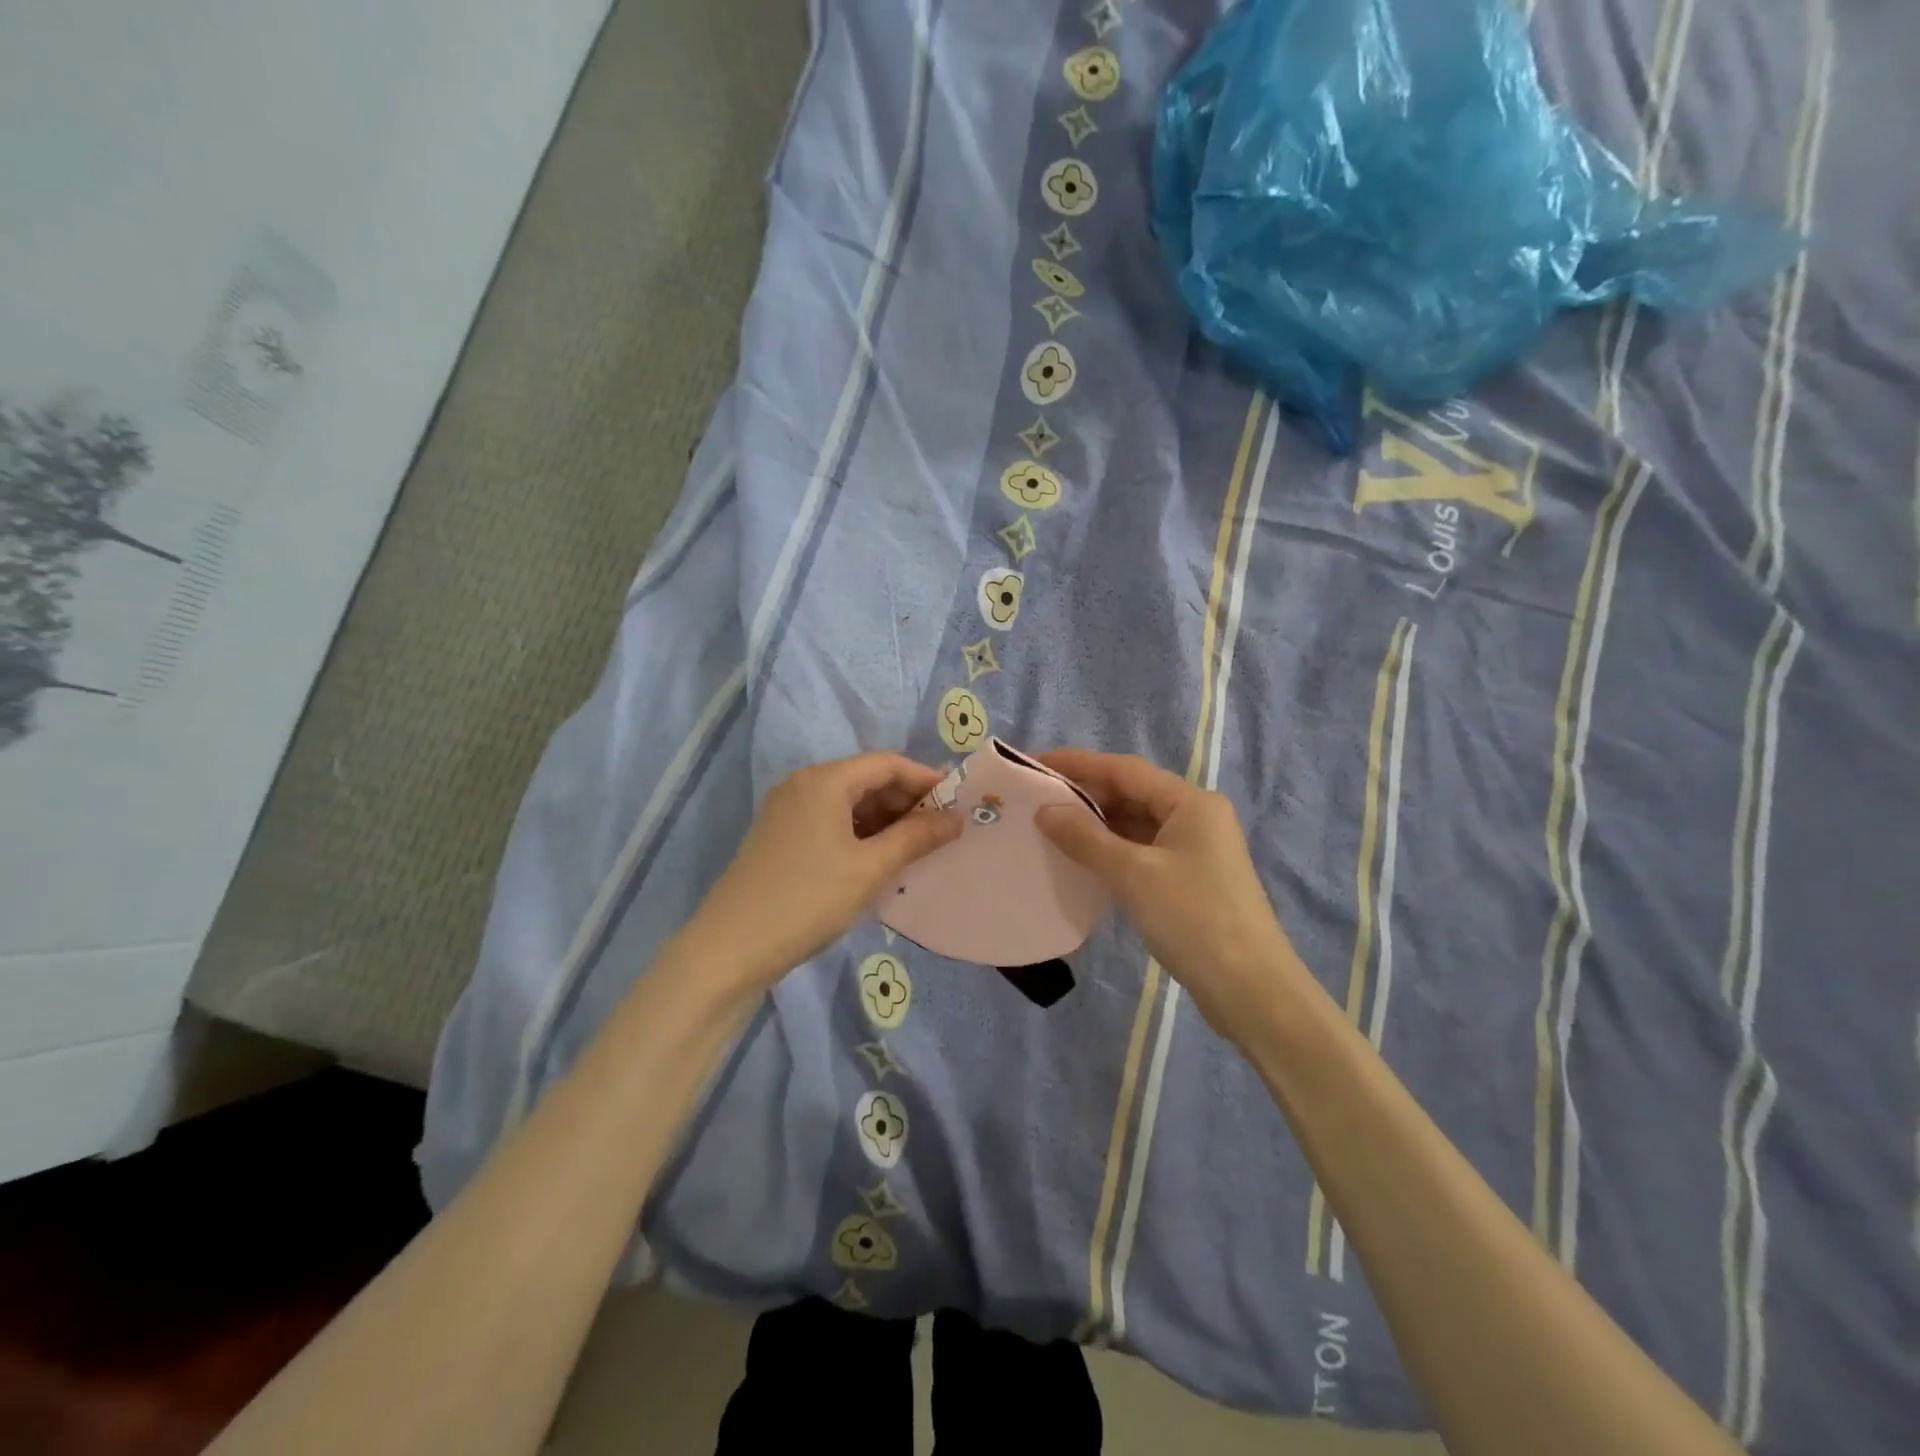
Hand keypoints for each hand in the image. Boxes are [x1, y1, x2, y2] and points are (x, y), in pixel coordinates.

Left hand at [687, 753, 961, 985]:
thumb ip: (916, 838)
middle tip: (941, 830)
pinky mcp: (780, 836)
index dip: (926, 779)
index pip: (887, 764)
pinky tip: (879, 859)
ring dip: (885, 820)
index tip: (958, 803)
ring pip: (849, 802)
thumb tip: (956, 819)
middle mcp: (803, 784)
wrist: (730, 948)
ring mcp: (787, 810)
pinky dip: (860, 833)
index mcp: (824, 780)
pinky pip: (831, 821)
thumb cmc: (807, 899)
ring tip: (917, 848)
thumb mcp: (869, 868)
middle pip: (866, 779)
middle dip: (906, 801)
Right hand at [1035, 749, 1304, 1038]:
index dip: (1077, 763)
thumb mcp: (1134, 875)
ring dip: (1095, 823)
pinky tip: (1079, 856)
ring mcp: (1194, 849)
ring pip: (1135, 823)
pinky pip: (1141, 850)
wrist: (1251, 991)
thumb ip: (1086, 838)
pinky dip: (1110, 849)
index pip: (1124, 769)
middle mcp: (1195, 816)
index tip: (1033, 763)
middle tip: (1033, 797)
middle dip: (1083, 793)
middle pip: (1131, 792)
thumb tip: (1044, 810)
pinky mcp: (1188, 878)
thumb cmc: (1195, 920)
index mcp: (1191, 802)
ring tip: (1047, 824)